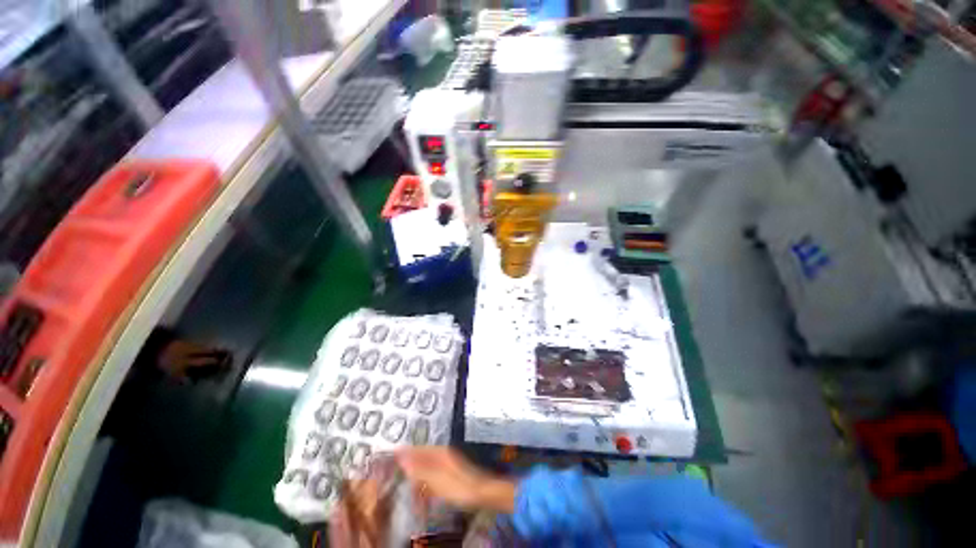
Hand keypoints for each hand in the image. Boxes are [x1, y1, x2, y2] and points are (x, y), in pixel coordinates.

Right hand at [396, 447, 516, 512]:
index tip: (390, 454)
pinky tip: (420, 489)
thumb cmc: (459, 486)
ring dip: (416, 473)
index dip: (405, 452)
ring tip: (404, 481)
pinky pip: (432, 475)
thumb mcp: (436, 479)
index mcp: (440, 452)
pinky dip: (424, 480)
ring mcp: (447, 464)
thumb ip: (419, 469)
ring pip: (426, 466)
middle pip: (422, 456)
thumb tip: (401, 457)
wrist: (481, 493)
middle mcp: (443, 455)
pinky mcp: (450, 475)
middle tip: (394, 469)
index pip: (418, 449)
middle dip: (409, 462)